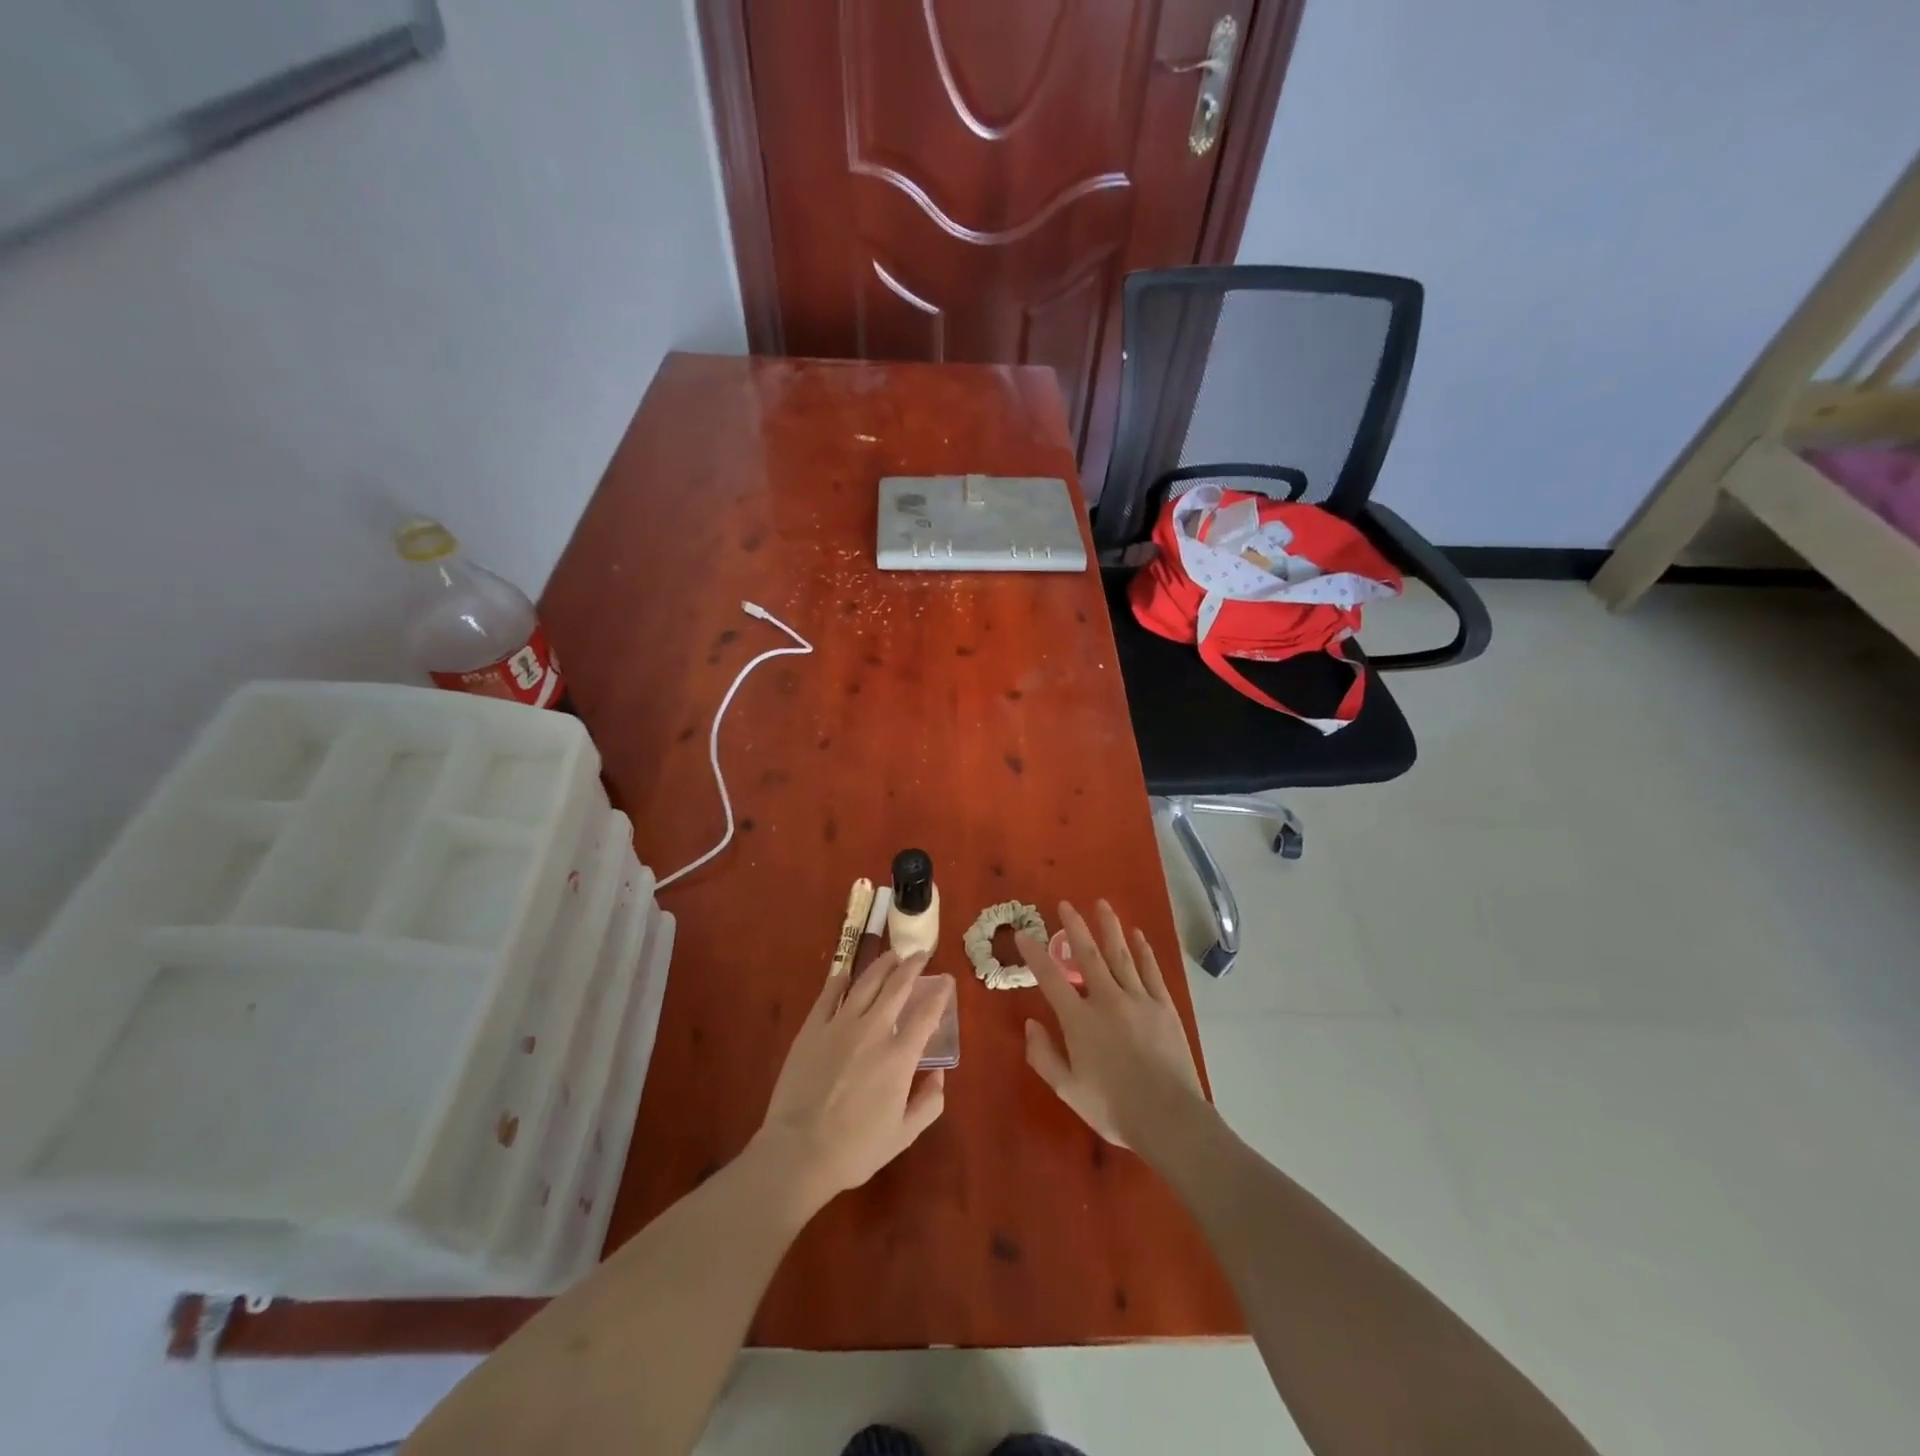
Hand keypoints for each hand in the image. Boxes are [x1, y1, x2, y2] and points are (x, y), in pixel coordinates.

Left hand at [755, 950, 948, 1210]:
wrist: (798, 1152)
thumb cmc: (855, 1149)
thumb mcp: (903, 1135)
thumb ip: (928, 1103)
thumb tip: (939, 1075)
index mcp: (899, 1057)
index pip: (926, 1013)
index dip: (939, 993)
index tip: (946, 980)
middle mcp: (874, 1031)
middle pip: (897, 987)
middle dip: (912, 967)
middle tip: (920, 955)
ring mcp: (840, 1025)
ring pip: (866, 983)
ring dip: (882, 965)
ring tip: (892, 955)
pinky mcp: (812, 1028)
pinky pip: (829, 994)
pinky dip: (841, 980)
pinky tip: (847, 974)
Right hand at [1016, 900, 1208, 1152]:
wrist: (1168, 1118)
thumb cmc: (1112, 1107)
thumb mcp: (1067, 1089)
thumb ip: (1044, 1055)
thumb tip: (1031, 1023)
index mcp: (1079, 1020)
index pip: (1050, 979)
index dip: (1034, 955)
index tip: (1023, 934)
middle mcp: (1106, 1000)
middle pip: (1088, 955)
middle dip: (1075, 927)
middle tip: (1066, 904)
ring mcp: (1138, 999)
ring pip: (1120, 955)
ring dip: (1109, 927)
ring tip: (1102, 904)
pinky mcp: (1163, 1006)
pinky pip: (1150, 970)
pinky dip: (1143, 950)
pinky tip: (1137, 935)